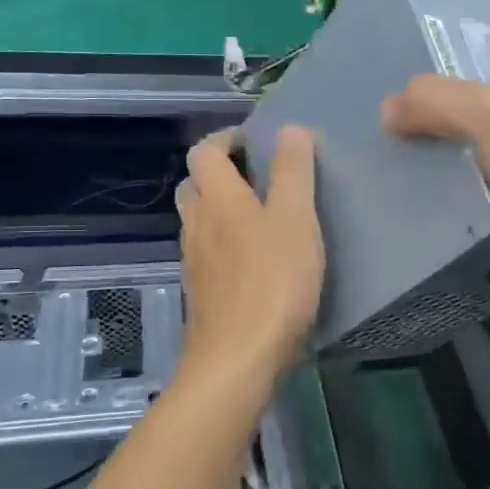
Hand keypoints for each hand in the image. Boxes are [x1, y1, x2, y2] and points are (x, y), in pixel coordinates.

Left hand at [176, 125, 324, 382]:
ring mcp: (194, 262)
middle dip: (222, 173)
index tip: (257, 140)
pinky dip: (225, 243)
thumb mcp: (295, 219)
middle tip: (261, 177)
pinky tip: (256, 261)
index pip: (204, 151)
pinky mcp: (201, 293)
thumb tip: (289, 128)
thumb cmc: (273, 281)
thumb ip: (292, 172)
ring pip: (200, 221)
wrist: (238, 360)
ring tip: (264, 217)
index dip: (226, 138)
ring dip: (223, 209)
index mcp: (217, 199)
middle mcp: (196, 224)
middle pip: (195, 185)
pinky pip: (208, 253)